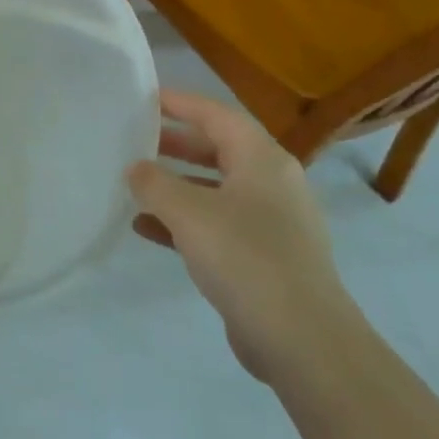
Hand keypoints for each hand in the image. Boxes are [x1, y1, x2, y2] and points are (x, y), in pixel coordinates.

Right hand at [127, 90, 361, 383]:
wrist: (303, 341)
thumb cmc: (245, 257)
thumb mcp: (188, 212)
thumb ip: (154, 183)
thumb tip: (135, 168)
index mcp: (263, 160)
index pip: (217, 115)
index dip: (181, 103)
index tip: (146, 98)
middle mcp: (272, 184)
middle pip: (219, 149)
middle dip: (176, 144)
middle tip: (136, 139)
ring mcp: (272, 223)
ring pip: (216, 189)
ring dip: (176, 184)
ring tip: (135, 183)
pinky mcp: (265, 258)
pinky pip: (217, 224)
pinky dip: (184, 221)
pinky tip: (146, 228)